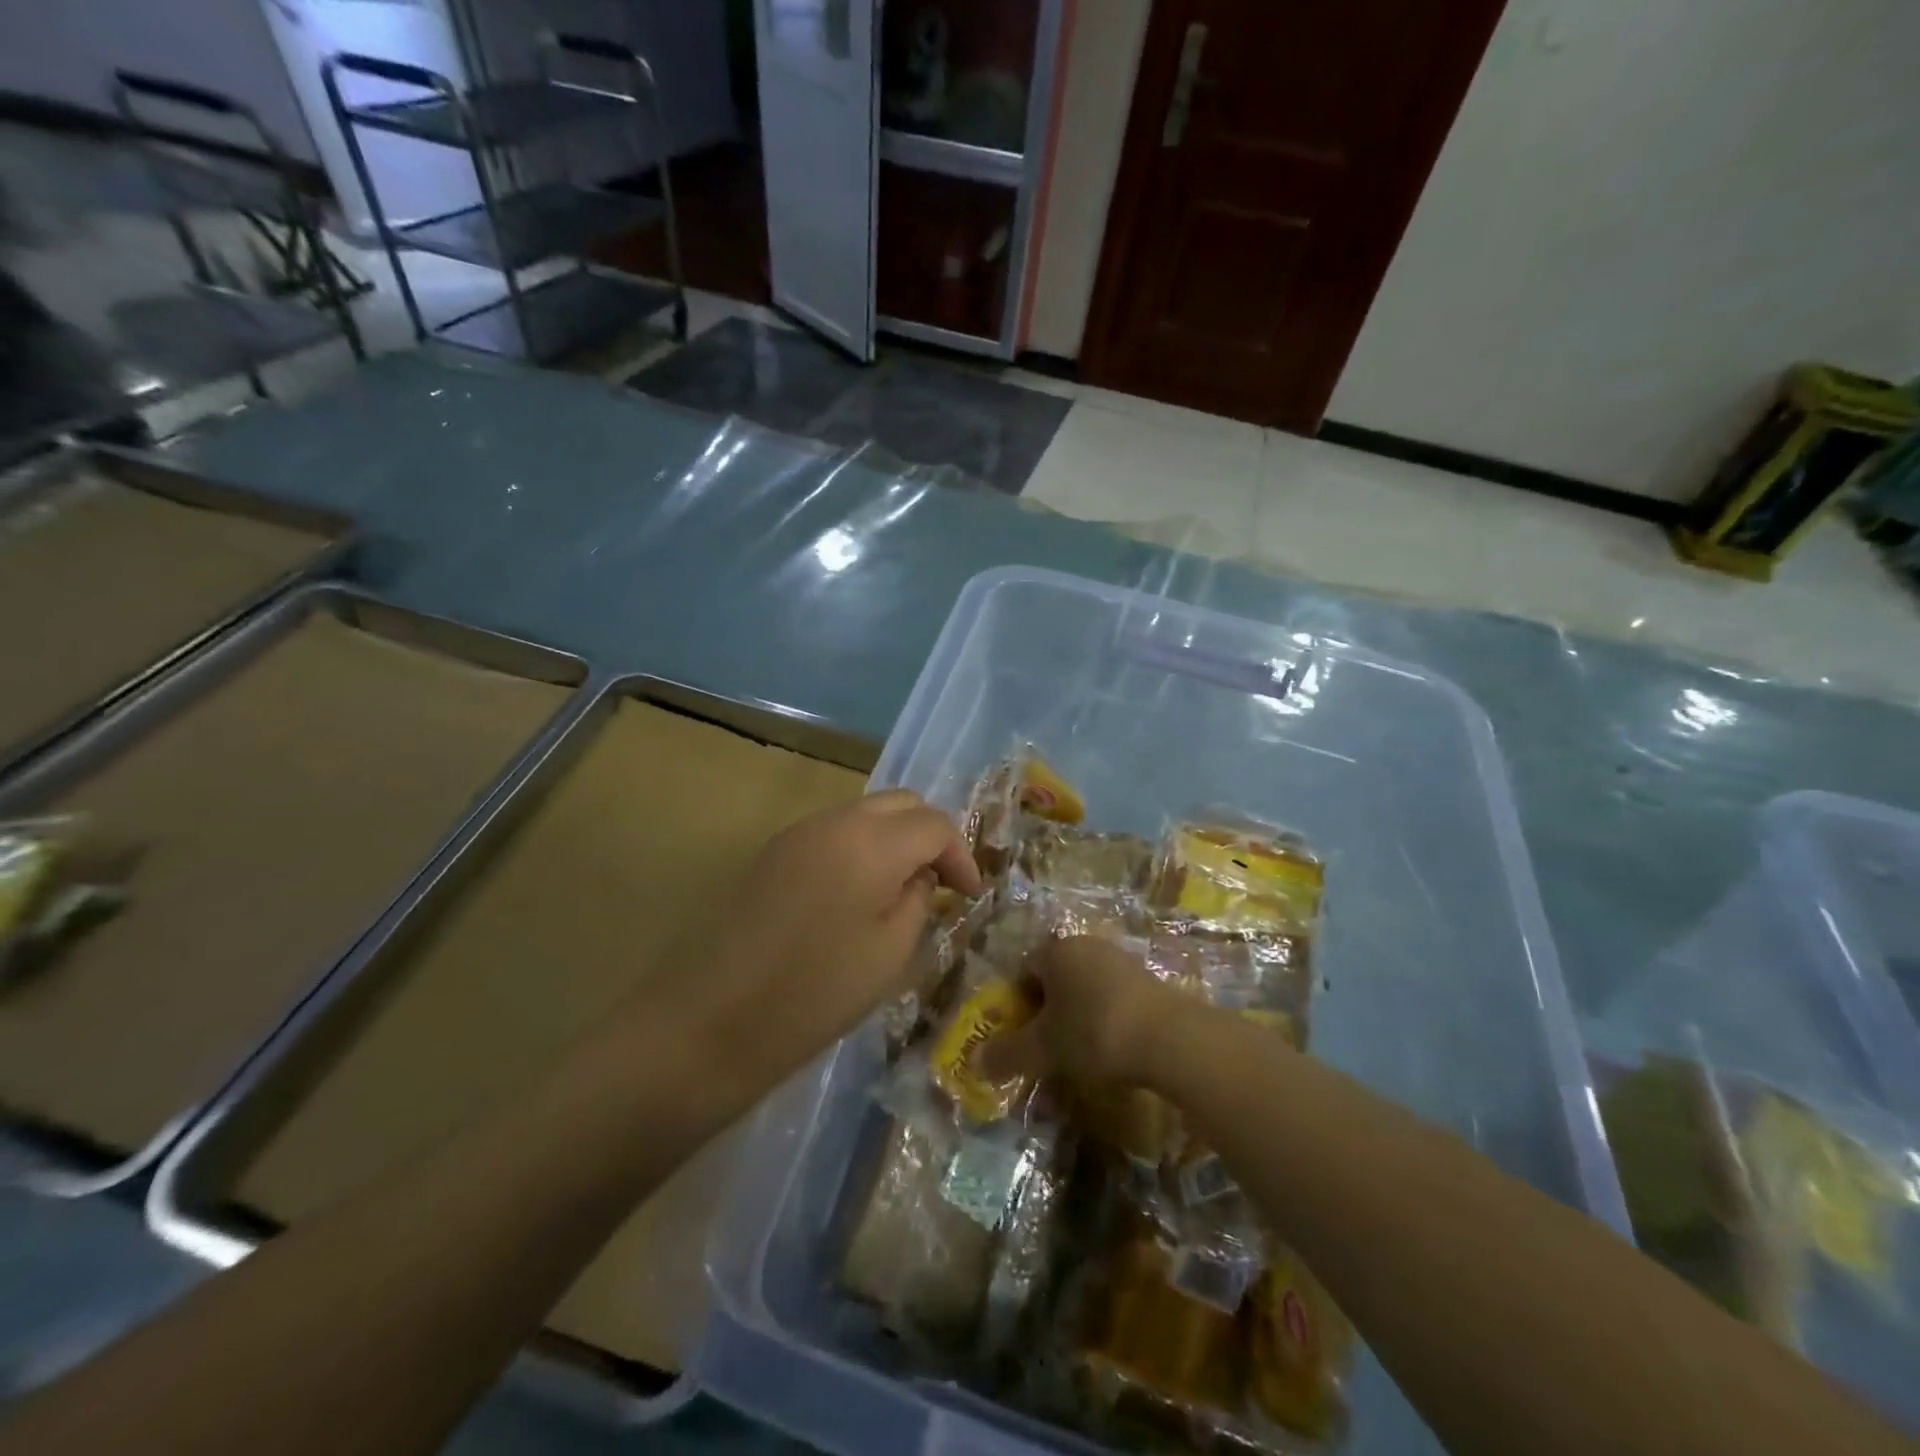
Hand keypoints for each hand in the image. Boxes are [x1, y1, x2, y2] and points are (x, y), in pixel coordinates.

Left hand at [678, 789, 983, 1085]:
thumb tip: (920, 877)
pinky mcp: (774, 851)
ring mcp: (799, 832)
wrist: (716, 1019)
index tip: (970, 895)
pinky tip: (858, 892)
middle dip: (929, 835)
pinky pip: (833, 831)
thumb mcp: (890, 953)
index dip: (961, 855)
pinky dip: (861, 847)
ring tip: (902, 888)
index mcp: (870, 842)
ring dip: (894, 839)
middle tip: (941, 882)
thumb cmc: (816, 993)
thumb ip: (918, 899)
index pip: (934, 824)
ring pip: (865, 812)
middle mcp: (835, 821)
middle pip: (901, 802)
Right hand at [982, 935, 1189, 1088]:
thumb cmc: (1093, 1032)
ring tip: (1080, 1052)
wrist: (1169, 1038)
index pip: (1024, 970)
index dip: (1017, 1004)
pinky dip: (1106, 1018)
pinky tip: (1112, 1047)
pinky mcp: (1148, 978)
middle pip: (1055, 977)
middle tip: (1048, 1047)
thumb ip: (1007, 1054)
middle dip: (1047, 1010)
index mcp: (1056, 950)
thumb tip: (974, 1062)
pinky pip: (1113, 996)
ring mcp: (1120, 959)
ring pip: (1085, 986)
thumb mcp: (1044, 1049)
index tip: (1022, 1036)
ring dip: (1077, 1014)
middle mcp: (1086, 945)